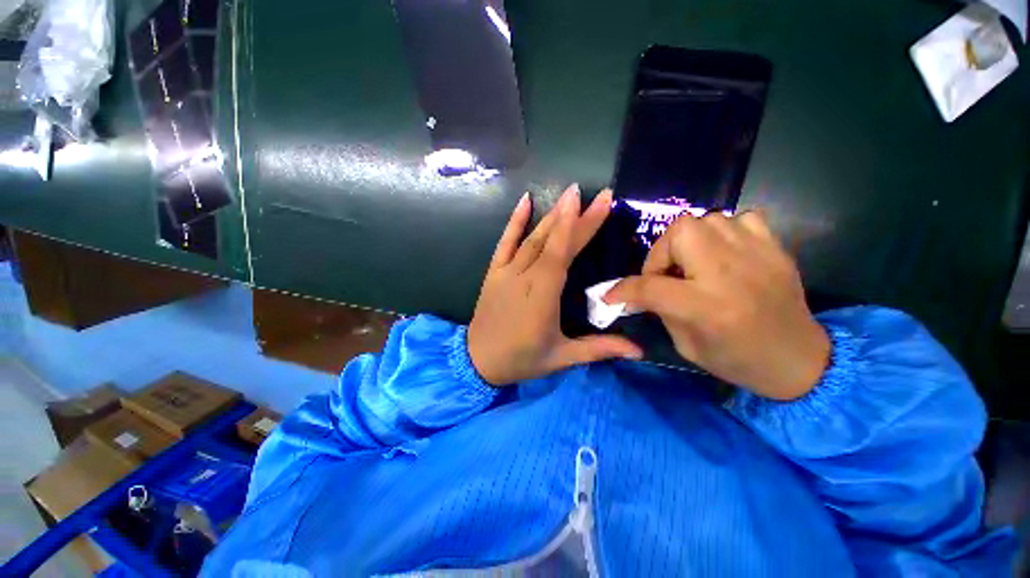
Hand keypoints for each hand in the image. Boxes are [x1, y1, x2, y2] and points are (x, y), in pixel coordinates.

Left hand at [468, 185, 642, 385]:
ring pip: (532, 238)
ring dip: (552, 215)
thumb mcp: (561, 357)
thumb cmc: (522, 359)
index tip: (598, 202)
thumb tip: (639, 351)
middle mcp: (524, 278)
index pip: (563, 254)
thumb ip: (599, 349)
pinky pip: (504, 242)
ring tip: (570, 194)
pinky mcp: (494, 272)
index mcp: (542, 297)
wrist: (478, 361)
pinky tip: (525, 200)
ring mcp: (506, 272)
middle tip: (599, 194)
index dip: (580, 227)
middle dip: (576, 216)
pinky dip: (514, 221)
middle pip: (552, 242)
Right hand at [606, 211, 829, 399]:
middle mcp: (729, 272)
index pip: (649, 285)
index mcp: (705, 305)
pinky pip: (740, 219)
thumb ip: (659, 310)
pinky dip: (724, 232)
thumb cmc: (738, 360)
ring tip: (694, 264)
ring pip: (706, 219)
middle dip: (661, 251)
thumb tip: (637, 292)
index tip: (610, 296)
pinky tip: (725, 253)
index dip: (622, 290)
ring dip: (689, 241)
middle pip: (680, 231)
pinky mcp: (775, 247)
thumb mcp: (686, 345)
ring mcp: (756, 254)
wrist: (800, 360)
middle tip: (666, 274)